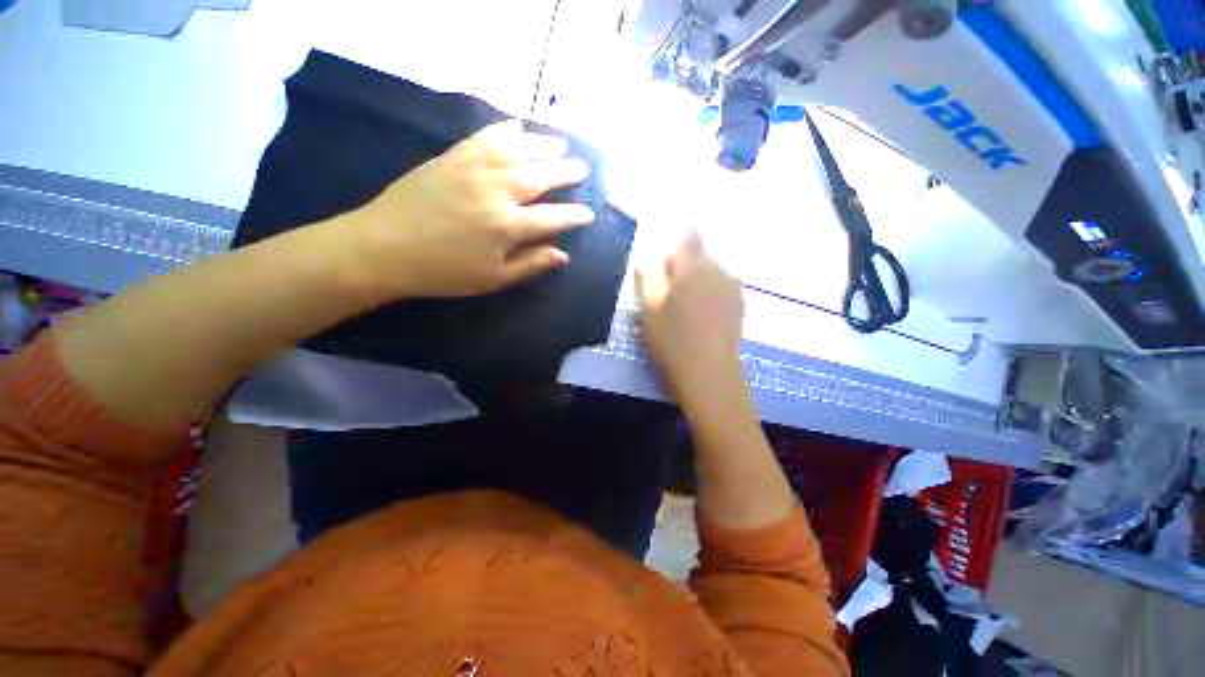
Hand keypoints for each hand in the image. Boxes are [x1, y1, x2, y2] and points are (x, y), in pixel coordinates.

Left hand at [346, 119, 595, 300]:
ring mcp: (472, 169)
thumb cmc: (443, 272)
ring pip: (516, 150)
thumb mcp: (492, 278)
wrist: (383, 248)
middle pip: (540, 176)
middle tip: (582, 167)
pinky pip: (483, 137)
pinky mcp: (450, 158)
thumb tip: (562, 254)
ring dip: (542, 145)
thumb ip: (530, 264)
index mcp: (507, 226)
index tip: (589, 213)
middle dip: (565, 171)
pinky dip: (502, 130)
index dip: (574, 216)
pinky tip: (517, 126)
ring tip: (560, 143)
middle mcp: (495, 191)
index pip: (553, 218)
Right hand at [637, 230, 744, 404]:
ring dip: (696, 278)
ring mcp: (732, 289)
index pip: (689, 237)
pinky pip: (720, 286)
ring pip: (711, 271)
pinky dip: (709, 291)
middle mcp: (718, 271)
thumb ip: (648, 278)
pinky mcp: (739, 306)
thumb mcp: (650, 310)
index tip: (669, 246)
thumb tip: (647, 256)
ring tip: (682, 303)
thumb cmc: (672, 341)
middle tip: (665, 287)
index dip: (679, 236)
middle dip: (682, 264)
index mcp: (693, 269)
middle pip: (699, 255)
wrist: (709, 375)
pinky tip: (700, 313)